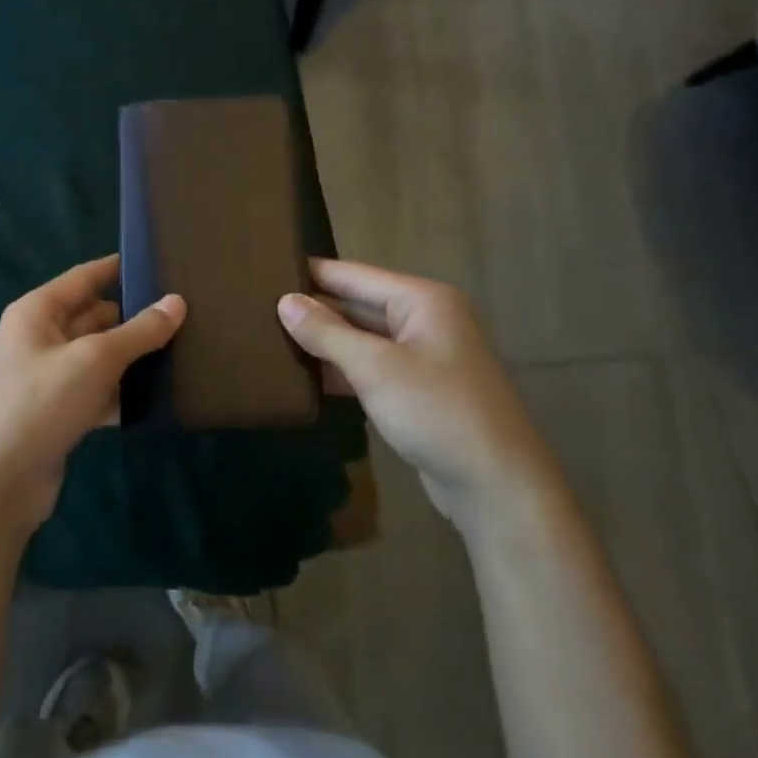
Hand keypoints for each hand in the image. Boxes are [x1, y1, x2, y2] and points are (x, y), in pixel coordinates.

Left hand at [0, 254, 184, 534]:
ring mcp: (48, 378)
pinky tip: (159, 399)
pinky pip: (97, 391)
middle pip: (95, 316)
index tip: (160, 262)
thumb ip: (139, 331)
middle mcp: (40, 337)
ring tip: (184, 352)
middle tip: (186, 314)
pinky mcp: (58, 413)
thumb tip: (177, 302)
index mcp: (37, 311)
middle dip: (134, 316)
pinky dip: (122, 393)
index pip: (85, 277)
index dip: (120, 267)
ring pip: (99, 357)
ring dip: (132, 358)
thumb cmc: (40, 403)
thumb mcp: (94, 360)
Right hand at [278, 260, 555, 528]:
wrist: (499, 488)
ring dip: (324, 343)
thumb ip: (326, 332)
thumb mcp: (375, 368)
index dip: (310, 273)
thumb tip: (284, 302)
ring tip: (270, 338)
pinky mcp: (418, 391)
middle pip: (357, 305)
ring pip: (362, 339)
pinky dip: (342, 370)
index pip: (352, 275)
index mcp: (421, 300)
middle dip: (313, 310)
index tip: (263, 270)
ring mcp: (423, 357)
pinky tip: (304, 376)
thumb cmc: (438, 412)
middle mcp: (424, 319)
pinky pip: (372, 368)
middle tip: (258, 309)